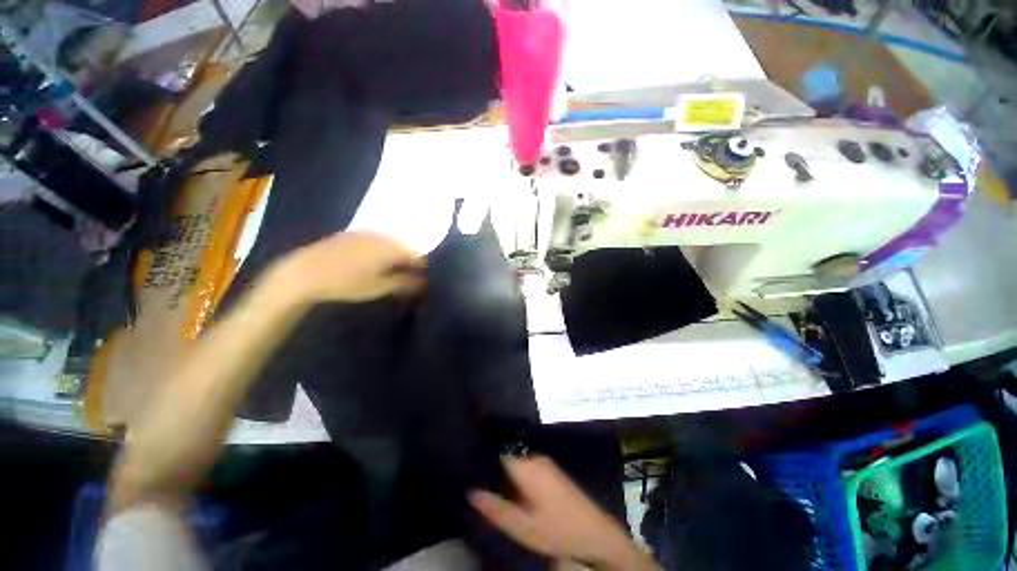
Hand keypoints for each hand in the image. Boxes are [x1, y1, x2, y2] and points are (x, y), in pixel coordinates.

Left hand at [272, 231, 426, 303]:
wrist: (304, 272)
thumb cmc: (346, 283)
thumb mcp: (379, 287)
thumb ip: (405, 283)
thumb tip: (425, 282)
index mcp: (392, 248)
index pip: (418, 256)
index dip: (424, 268)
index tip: (423, 280)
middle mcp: (383, 236)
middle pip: (405, 248)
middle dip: (410, 262)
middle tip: (408, 278)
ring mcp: (366, 232)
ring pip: (391, 243)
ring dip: (396, 256)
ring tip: (391, 271)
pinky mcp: (353, 233)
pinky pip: (377, 240)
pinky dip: (382, 251)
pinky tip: (373, 262)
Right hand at [469, 456, 657, 569]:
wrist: (596, 533)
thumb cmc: (558, 530)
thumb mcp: (523, 528)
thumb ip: (496, 509)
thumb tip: (470, 492)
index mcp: (526, 466)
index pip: (497, 452)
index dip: (482, 458)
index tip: (468, 467)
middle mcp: (534, 457)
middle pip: (506, 457)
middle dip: (492, 469)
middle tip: (477, 484)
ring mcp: (544, 462)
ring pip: (516, 462)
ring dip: (504, 474)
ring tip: (491, 489)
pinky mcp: (550, 470)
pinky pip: (526, 466)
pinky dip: (516, 477)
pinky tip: (512, 493)